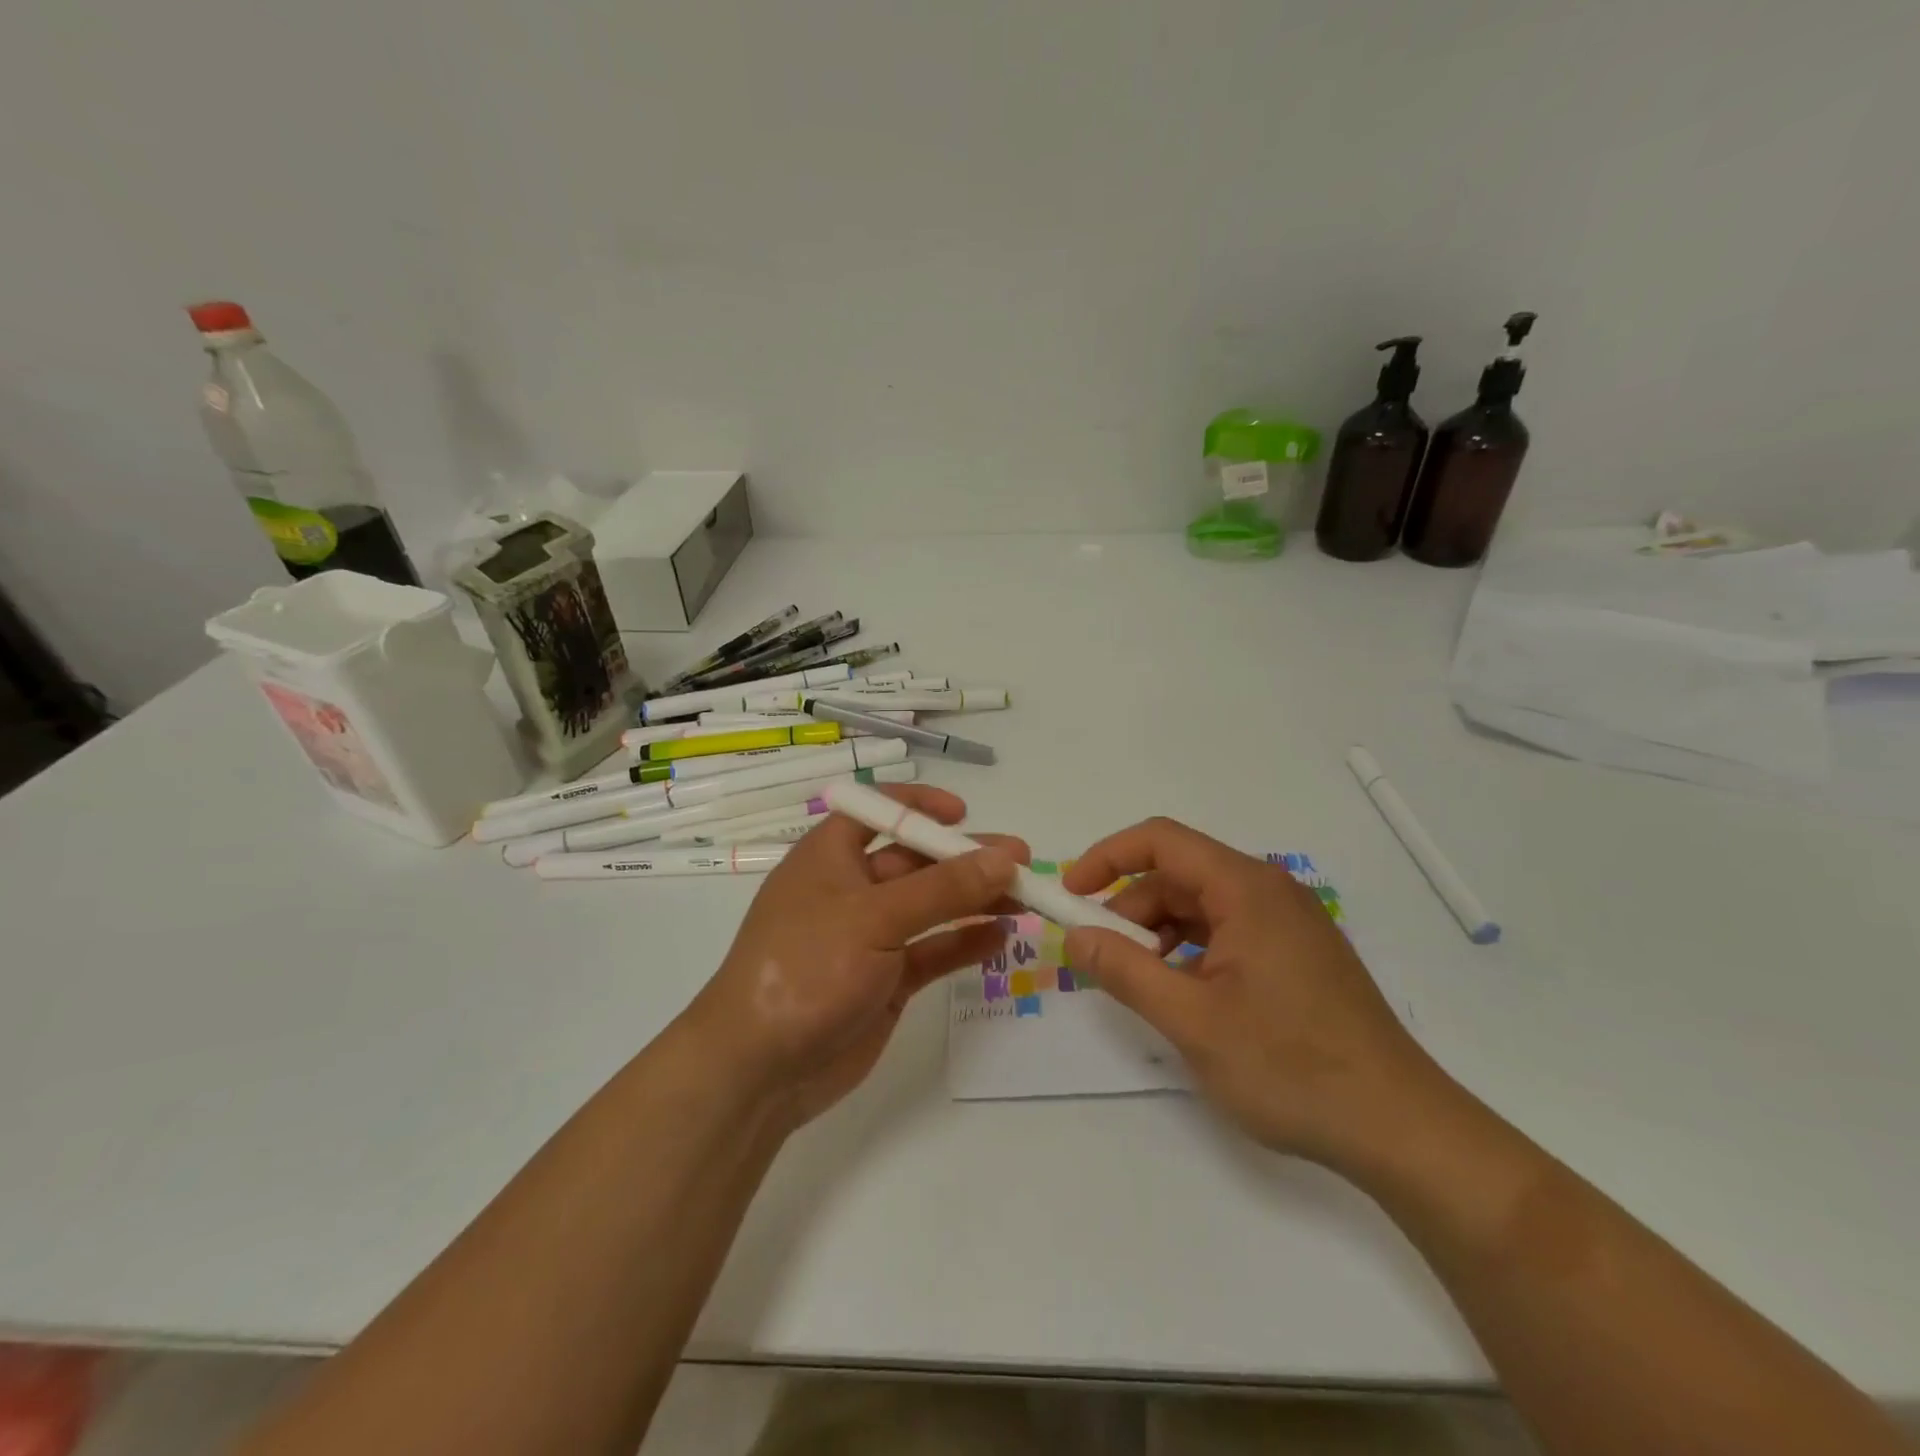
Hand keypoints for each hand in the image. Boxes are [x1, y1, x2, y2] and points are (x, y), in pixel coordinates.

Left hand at [688, 786, 1027, 1128]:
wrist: (758, 1069)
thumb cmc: (805, 968)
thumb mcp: (874, 918)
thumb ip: (942, 888)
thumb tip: (1004, 858)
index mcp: (831, 856)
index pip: (877, 811)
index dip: (919, 804)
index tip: (963, 813)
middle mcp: (852, 889)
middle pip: (917, 860)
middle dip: (966, 858)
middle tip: (1023, 861)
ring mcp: (870, 938)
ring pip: (932, 907)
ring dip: (975, 900)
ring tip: (1027, 899)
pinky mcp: (887, 980)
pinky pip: (933, 951)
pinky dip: (965, 942)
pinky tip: (1002, 937)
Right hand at [1061, 817, 1437, 1168]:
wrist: (1400, 1129)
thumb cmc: (1291, 1066)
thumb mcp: (1191, 1020)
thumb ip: (1125, 971)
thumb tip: (1076, 937)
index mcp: (1246, 889)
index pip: (1161, 840)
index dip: (1107, 857)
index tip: (1071, 895)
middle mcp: (1269, 891)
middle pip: (1179, 875)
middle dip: (1131, 908)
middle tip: (1101, 958)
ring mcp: (1288, 923)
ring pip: (1202, 906)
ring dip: (1159, 933)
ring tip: (1141, 983)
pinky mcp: (1298, 955)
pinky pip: (1228, 932)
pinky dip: (1191, 951)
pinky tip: (1185, 995)